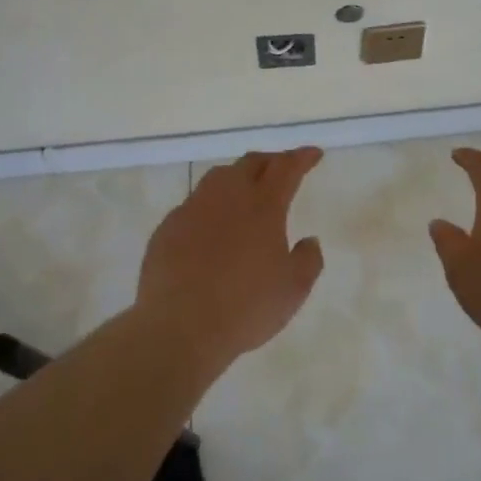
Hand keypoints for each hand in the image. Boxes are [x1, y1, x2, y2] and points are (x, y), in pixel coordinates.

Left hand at [136, 147, 325, 362]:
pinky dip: (210, 206)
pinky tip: (211, 226)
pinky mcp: (168, 227)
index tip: (313, 154)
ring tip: (245, 190)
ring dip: (238, 177)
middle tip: (282, 169)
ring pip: (218, 177)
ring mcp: (193, 209)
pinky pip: (193, 204)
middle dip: (271, 161)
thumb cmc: (245, 307)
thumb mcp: (293, 289)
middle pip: (250, 163)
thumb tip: (308, 241)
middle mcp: (227, 197)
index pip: (286, 168)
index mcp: (263, 206)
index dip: (302, 157)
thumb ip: (308, 260)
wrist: (179, 327)